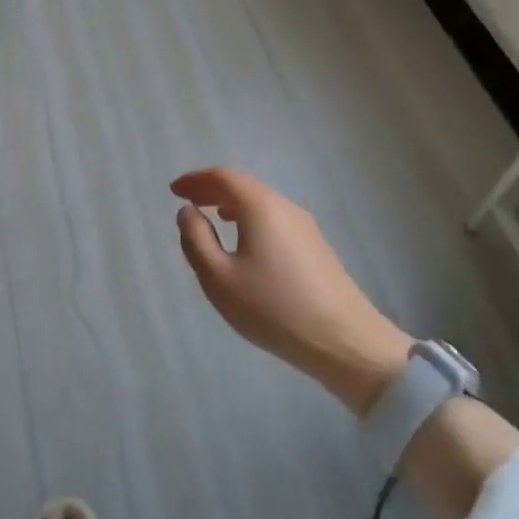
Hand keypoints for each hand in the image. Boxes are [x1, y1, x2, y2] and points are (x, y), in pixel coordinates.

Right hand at [172, 167, 411, 413]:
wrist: (344, 340)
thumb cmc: (273, 308)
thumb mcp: (219, 278)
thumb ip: (196, 240)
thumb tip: (188, 212)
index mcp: (259, 206)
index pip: (222, 177)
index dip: (195, 180)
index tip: (174, 190)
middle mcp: (284, 206)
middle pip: (243, 185)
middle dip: (212, 189)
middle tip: (188, 200)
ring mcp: (305, 225)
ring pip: (261, 202)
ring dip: (232, 203)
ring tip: (212, 216)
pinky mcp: (316, 245)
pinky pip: (275, 218)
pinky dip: (251, 218)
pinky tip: (246, 241)